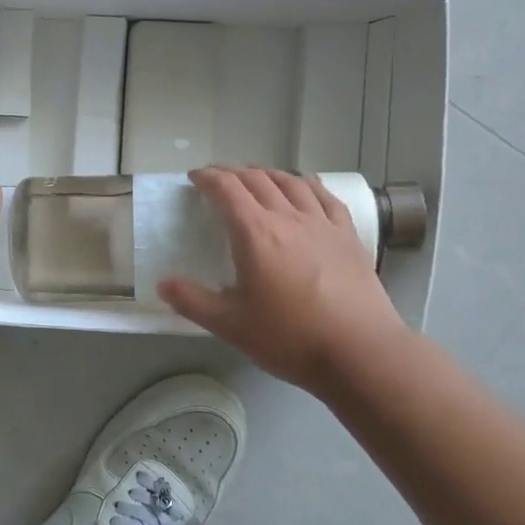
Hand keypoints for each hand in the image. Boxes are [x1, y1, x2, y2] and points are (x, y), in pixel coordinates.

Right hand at [159, 167, 409, 390]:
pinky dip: (307, 184)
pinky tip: (305, 186)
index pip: (227, 189)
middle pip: (257, 180)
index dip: (207, 178)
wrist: (360, 351)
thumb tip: (164, 284)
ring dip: (268, 174)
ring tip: (257, 177)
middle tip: (218, 178)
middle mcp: (288, 218)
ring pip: (291, 182)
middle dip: (233, 173)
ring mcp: (322, 224)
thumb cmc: (289, 337)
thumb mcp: (230, 325)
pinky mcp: (348, 237)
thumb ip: (192, 302)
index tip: (194, 178)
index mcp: (255, 233)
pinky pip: (325, 197)